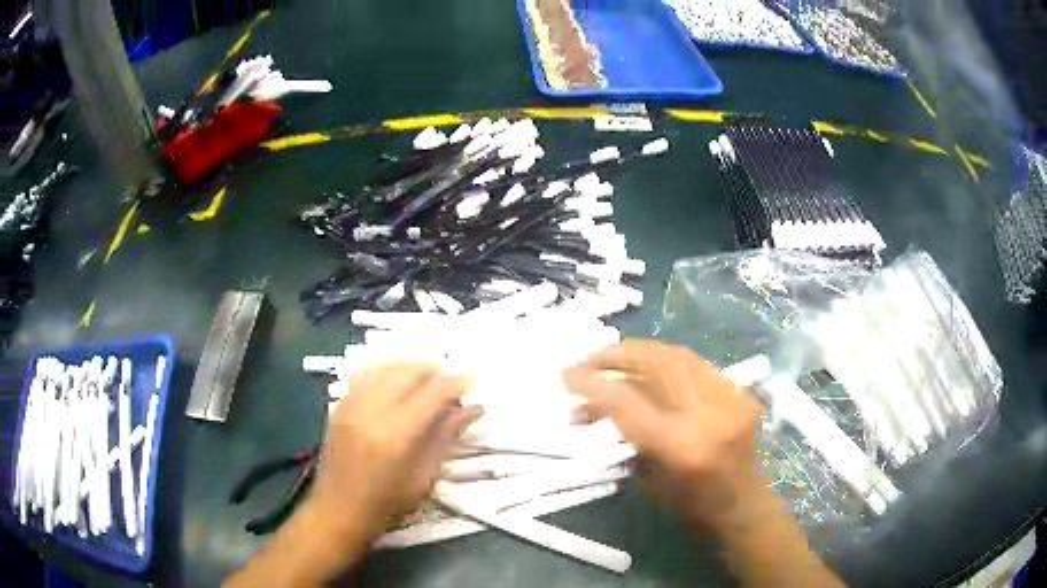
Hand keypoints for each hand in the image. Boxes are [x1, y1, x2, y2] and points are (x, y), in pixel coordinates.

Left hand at [311, 363, 482, 539]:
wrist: (338, 511)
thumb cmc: (387, 504)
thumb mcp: (424, 478)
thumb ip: (445, 438)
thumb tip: (472, 410)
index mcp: (396, 434)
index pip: (432, 393)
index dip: (456, 382)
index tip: (474, 380)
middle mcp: (371, 411)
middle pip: (406, 371)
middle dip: (433, 369)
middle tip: (451, 380)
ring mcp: (351, 406)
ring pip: (384, 367)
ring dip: (409, 367)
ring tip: (427, 378)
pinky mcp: (338, 407)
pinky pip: (363, 375)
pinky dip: (385, 372)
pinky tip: (396, 382)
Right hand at [563, 339, 766, 534]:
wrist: (744, 507)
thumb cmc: (691, 508)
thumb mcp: (649, 480)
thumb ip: (625, 436)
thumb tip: (594, 407)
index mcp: (682, 446)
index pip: (628, 402)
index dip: (593, 385)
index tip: (566, 375)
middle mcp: (708, 414)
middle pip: (656, 364)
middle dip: (616, 356)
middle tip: (588, 359)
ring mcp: (729, 398)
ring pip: (678, 355)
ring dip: (640, 352)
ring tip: (614, 358)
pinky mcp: (739, 392)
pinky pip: (696, 364)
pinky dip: (666, 361)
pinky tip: (649, 367)